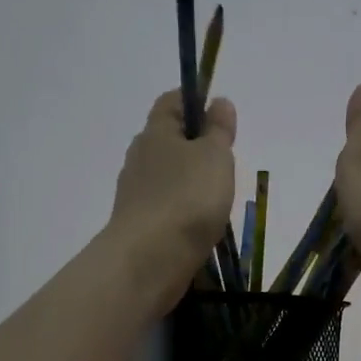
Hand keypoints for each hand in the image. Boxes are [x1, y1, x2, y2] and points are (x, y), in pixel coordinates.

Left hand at [108, 89, 237, 313]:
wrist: (149, 260)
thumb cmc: (187, 198)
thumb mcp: (214, 155)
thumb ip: (218, 129)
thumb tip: (218, 102)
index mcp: (155, 132)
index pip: (171, 101)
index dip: (195, 101)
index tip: (220, 115)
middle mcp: (140, 158)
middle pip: (168, 140)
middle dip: (195, 145)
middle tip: (225, 160)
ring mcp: (136, 193)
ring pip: (166, 175)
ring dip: (190, 181)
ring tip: (217, 196)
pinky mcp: (139, 224)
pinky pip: (165, 206)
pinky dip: (182, 208)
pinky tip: (200, 223)